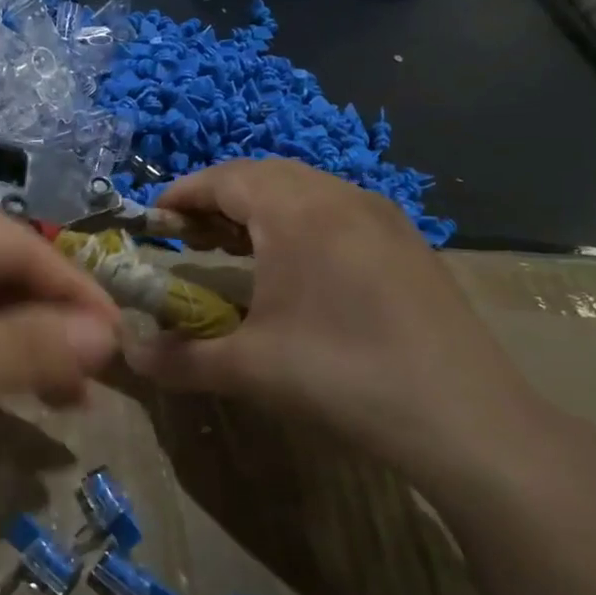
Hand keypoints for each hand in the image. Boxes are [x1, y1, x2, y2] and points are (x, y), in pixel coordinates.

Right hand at [123, 158, 561, 503]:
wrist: (466, 419)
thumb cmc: (343, 377)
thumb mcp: (248, 369)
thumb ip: (178, 358)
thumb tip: (128, 355)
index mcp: (297, 212)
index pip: (225, 178)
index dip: (182, 194)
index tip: (153, 219)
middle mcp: (340, 197)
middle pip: (264, 175)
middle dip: (218, 198)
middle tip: (188, 236)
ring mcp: (381, 216)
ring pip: (305, 189)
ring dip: (260, 208)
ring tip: (234, 247)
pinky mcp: (407, 242)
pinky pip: (337, 210)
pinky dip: (299, 222)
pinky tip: (295, 267)